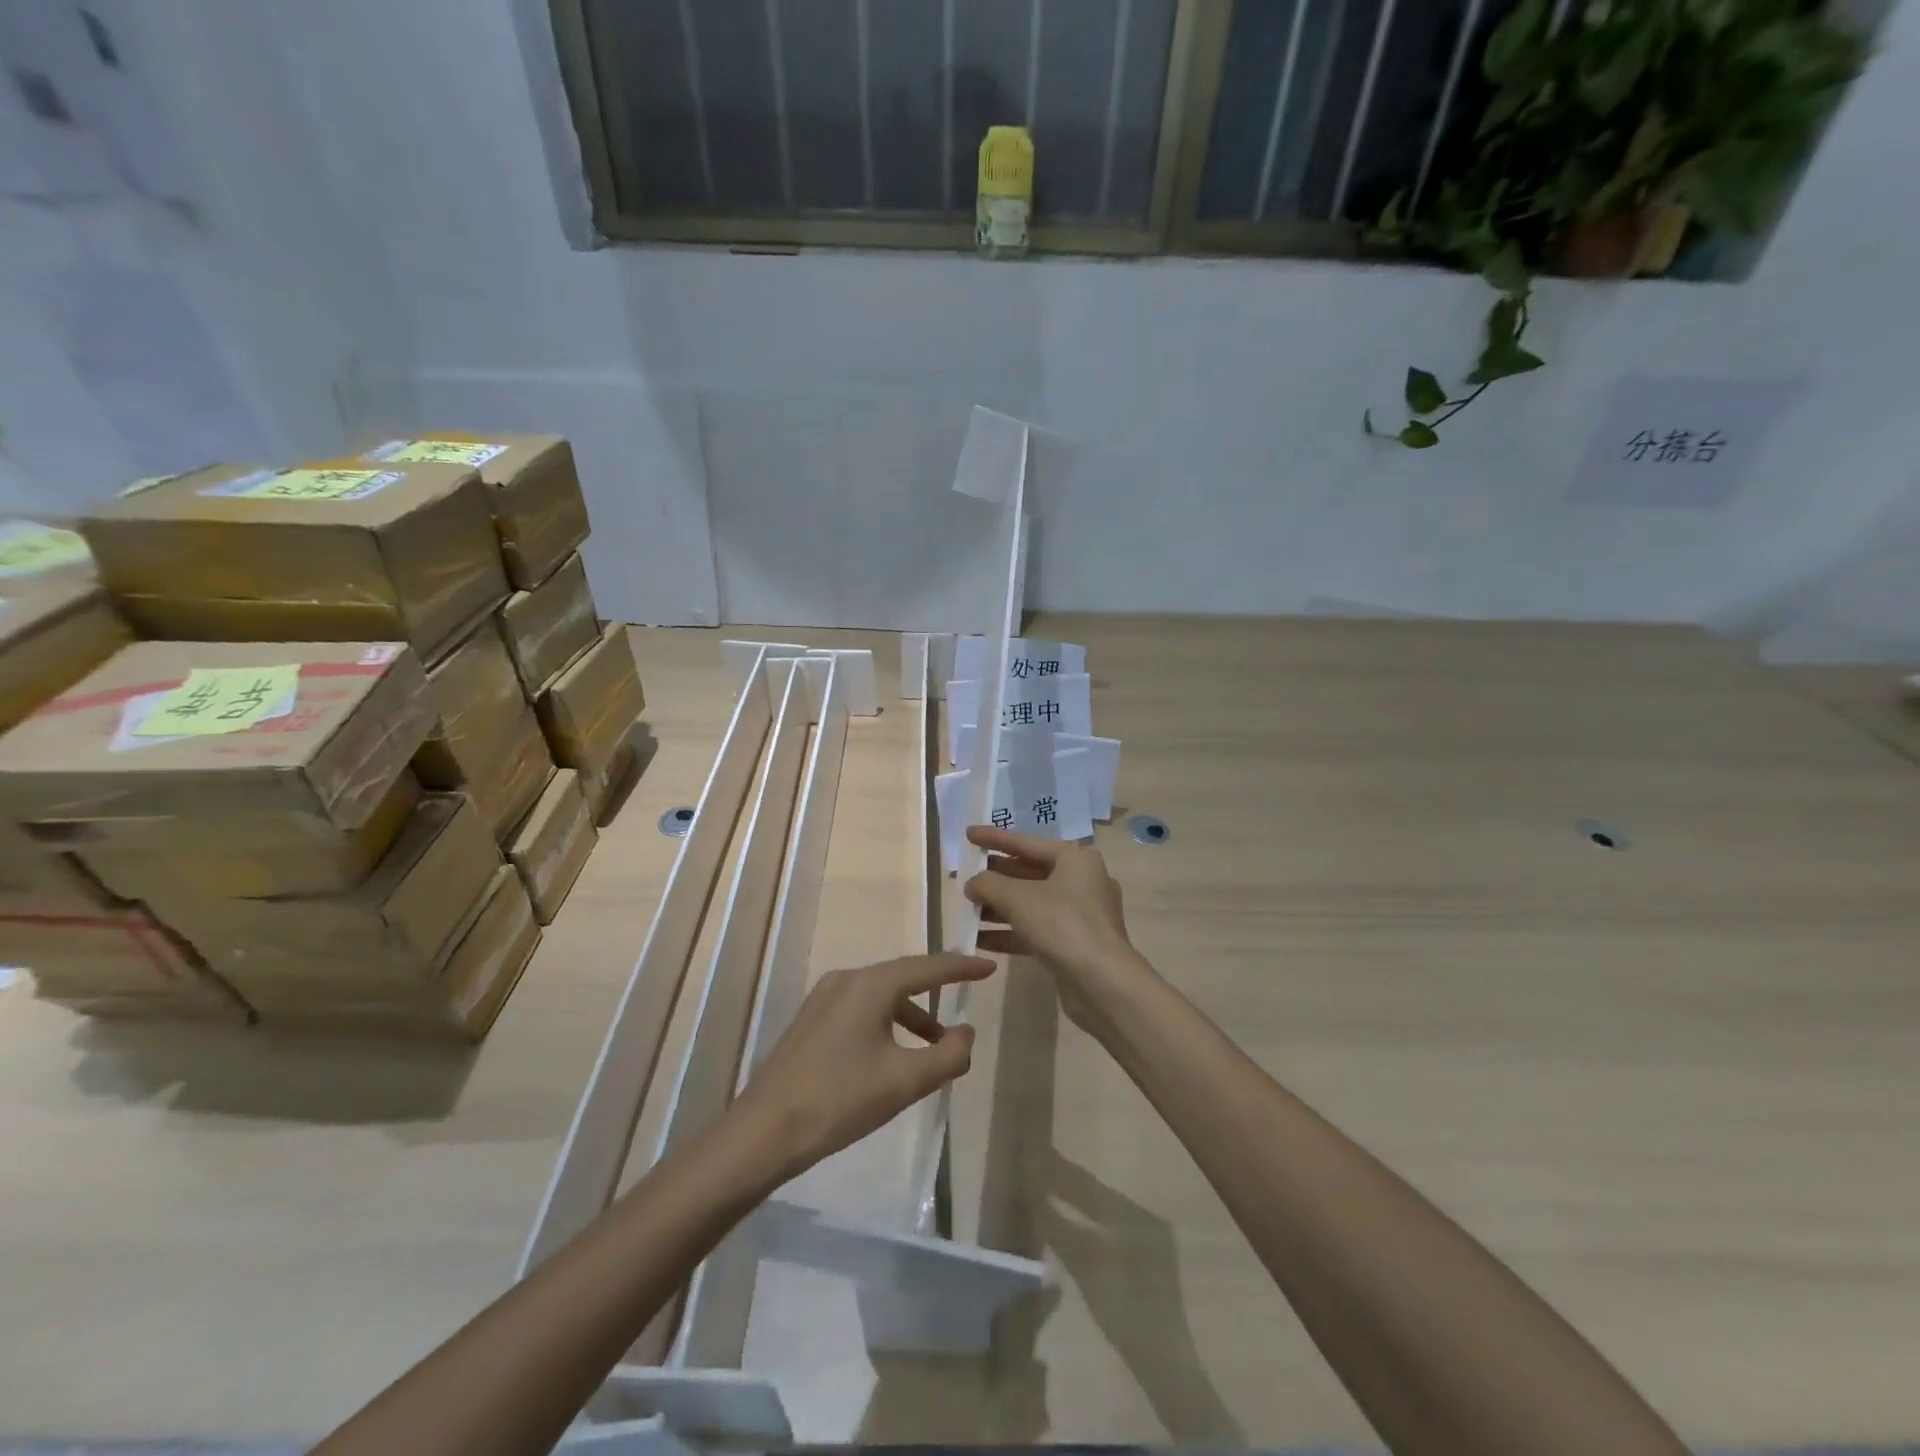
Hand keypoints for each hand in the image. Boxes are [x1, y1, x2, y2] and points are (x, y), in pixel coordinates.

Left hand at [731, 953, 994, 1179]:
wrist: (764, 1131)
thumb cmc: (840, 1100)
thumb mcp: (906, 1081)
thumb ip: (948, 1054)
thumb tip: (966, 1033)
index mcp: (870, 985)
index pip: (928, 967)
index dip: (962, 967)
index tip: (989, 966)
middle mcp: (846, 980)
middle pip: (903, 977)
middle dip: (936, 990)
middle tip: (966, 997)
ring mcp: (824, 999)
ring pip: (881, 996)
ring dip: (912, 1015)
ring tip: (934, 1046)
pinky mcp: (811, 1021)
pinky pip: (861, 1009)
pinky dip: (887, 1023)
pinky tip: (892, 1055)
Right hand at [963, 825, 1156, 1033]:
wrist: (1102, 983)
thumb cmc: (1062, 925)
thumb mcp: (1018, 898)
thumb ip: (989, 884)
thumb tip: (972, 883)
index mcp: (1076, 859)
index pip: (1027, 842)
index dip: (994, 838)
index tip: (968, 834)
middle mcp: (1082, 882)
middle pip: (1030, 873)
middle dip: (996, 877)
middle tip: (965, 876)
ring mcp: (1081, 915)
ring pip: (1032, 904)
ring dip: (999, 907)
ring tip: (967, 910)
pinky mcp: (1075, 944)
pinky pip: (1037, 930)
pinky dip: (1011, 932)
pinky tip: (980, 939)